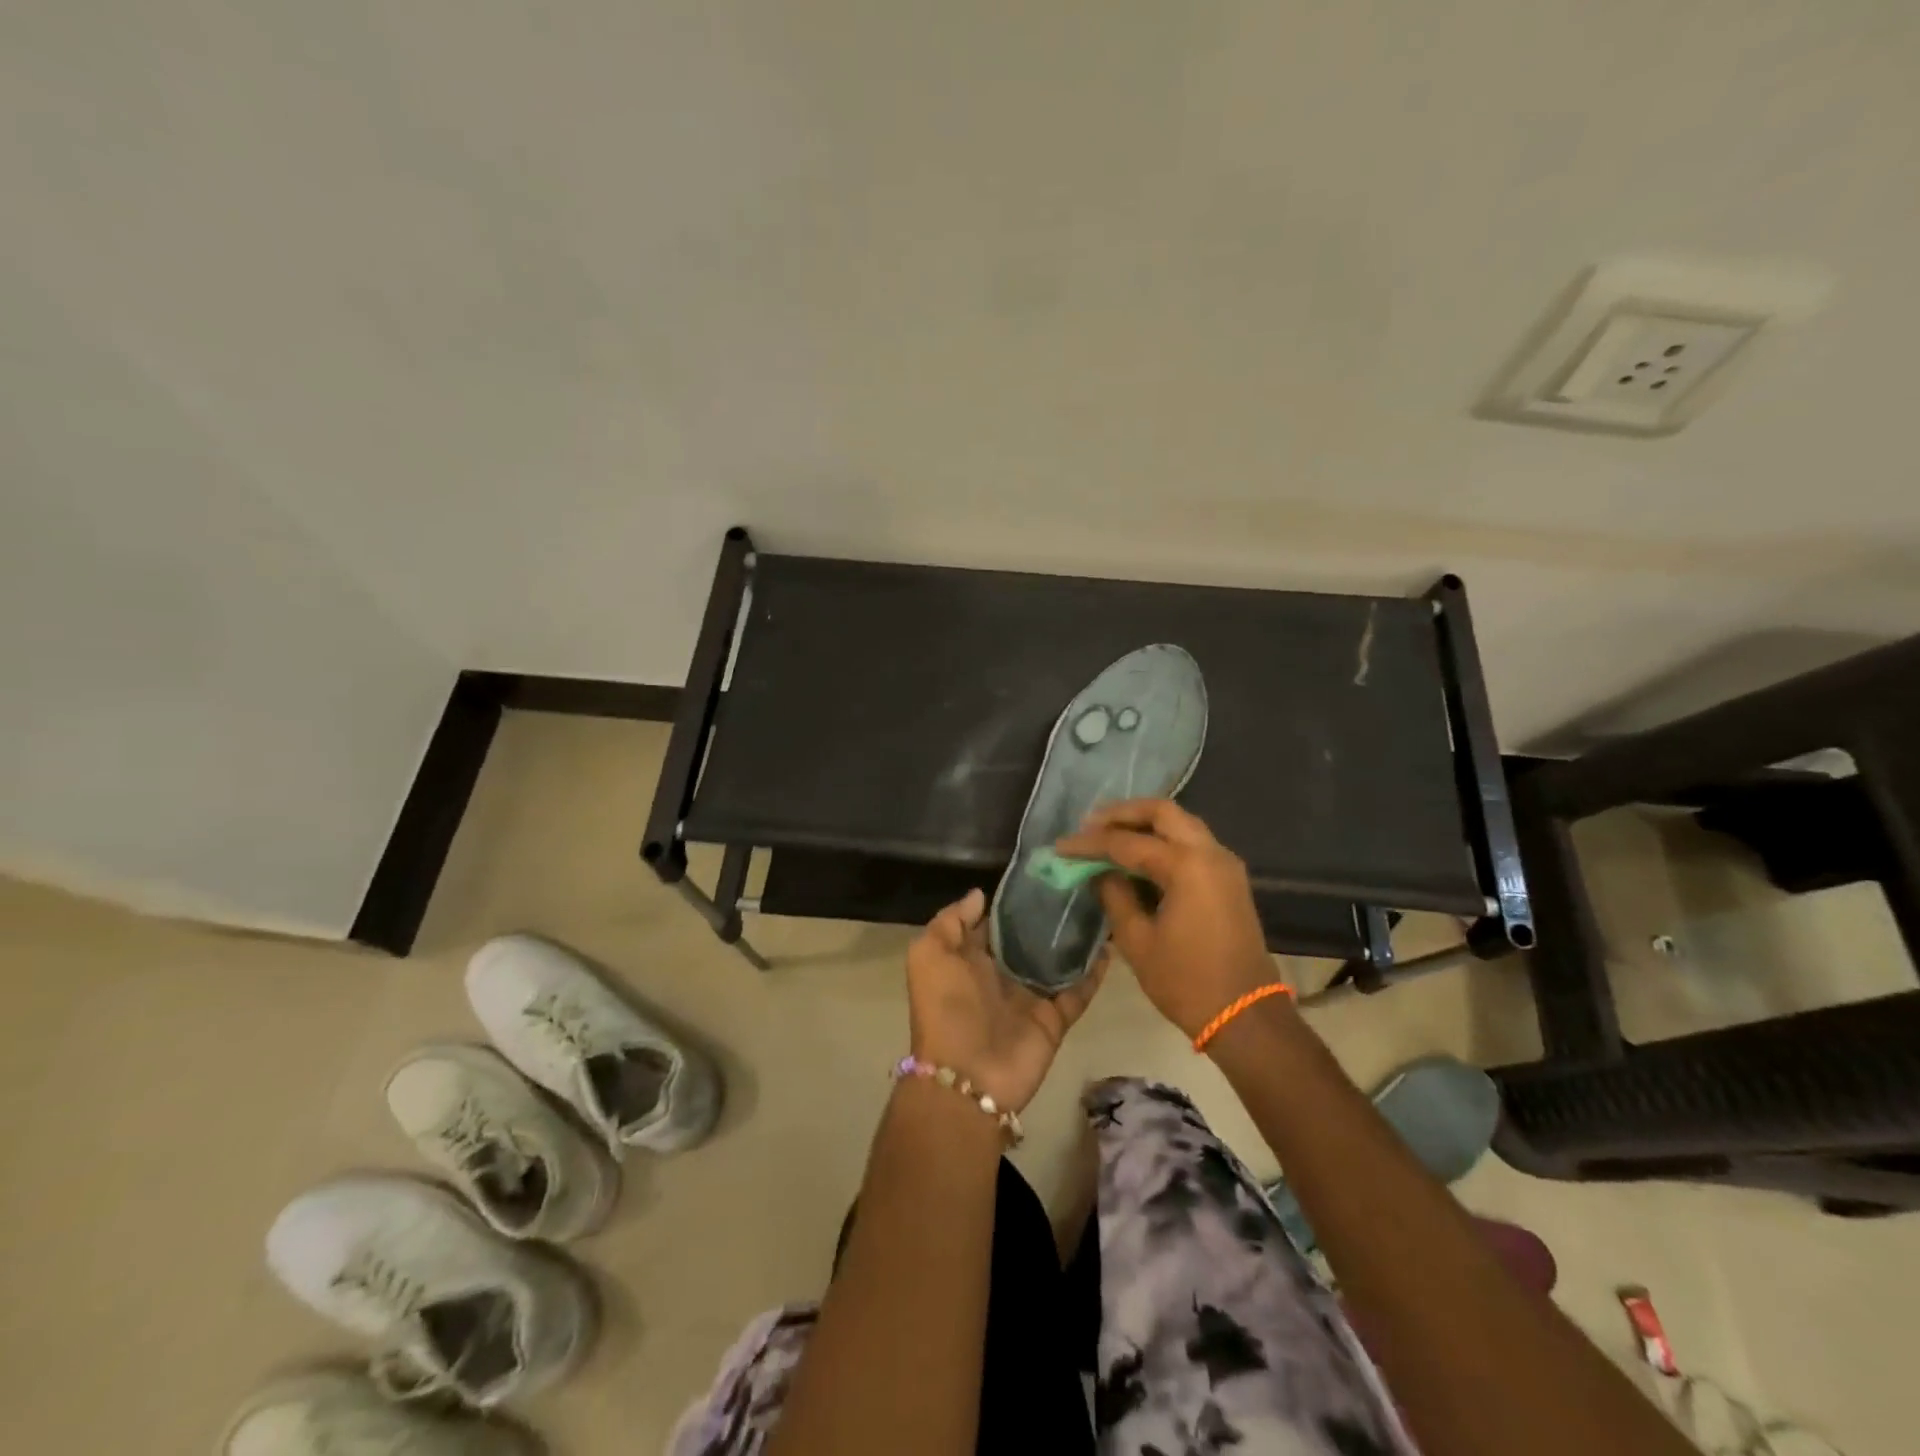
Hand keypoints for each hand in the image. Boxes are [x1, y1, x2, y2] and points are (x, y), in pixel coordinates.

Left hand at [905, 887, 1105, 1112]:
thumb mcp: (929, 954)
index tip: (1040, 873)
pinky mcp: (1055, 1018)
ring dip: (1076, 939)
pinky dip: (1095, 971)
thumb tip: (980, 894)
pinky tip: (1112, 943)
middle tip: (1079, 882)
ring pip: (1058, 961)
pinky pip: (1079, 990)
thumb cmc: (945, 1007)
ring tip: (1102, 905)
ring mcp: (1031, 996)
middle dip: (1049, 916)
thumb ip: (951, 920)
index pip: (995, 923)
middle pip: (1030, 940)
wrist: (967, 1076)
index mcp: (971, 959)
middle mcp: (1002, 974)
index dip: (1012, 901)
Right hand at [1055, 799, 1278, 1040]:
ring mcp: (1224, 863)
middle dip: (1122, 813)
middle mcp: (1210, 852)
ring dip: (1144, 823)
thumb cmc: (1186, 982)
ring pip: (1180, 822)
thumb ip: (1114, 895)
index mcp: (1187, 866)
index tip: (1060, 846)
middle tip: (1090, 824)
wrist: (1246, 1016)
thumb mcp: (1137, 941)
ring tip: (1109, 835)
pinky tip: (1138, 855)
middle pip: (1162, 812)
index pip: (1127, 842)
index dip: (1089, 844)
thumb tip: (1098, 872)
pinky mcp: (1229, 878)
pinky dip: (1164, 839)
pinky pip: (1192, 842)